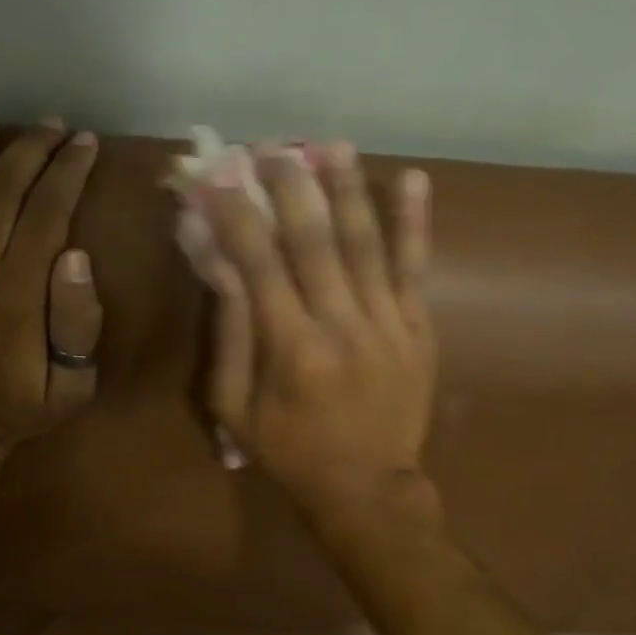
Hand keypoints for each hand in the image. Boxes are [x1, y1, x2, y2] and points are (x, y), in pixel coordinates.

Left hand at [0, 117, 102, 487]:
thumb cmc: (14, 407)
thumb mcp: (71, 384)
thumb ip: (79, 322)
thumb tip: (77, 255)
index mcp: (19, 290)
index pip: (48, 210)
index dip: (68, 170)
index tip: (84, 143)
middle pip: (2, 188)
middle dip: (31, 149)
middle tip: (50, 127)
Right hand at [181, 142, 434, 522]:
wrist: (369, 489)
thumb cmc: (291, 452)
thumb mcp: (235, 408)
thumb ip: (229, 334)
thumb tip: (218, 264)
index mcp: (289, 349)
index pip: (257, 263)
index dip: (235, 214)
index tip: (217, 175)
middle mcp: (340, 326)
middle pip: (313, 241)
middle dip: (289, 187)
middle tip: (271, 147)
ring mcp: (386, 324)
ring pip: (365, 243)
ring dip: (347, 189)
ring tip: (330, 145)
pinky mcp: (418, 329)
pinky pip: (414, 269)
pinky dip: (414, 223)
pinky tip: (412, 179)